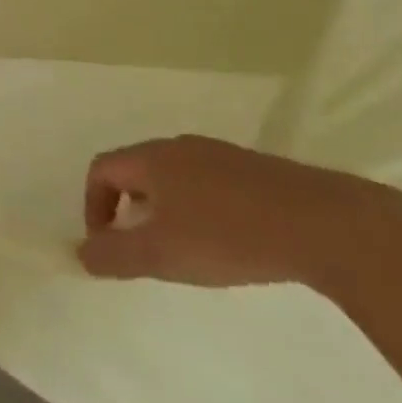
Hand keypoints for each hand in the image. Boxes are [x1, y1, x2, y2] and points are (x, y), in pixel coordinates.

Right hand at [77, 134, 401, 288]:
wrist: (321, 223)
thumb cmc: (228, 235)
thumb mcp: (163, 254)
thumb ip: (116, 255)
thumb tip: (80, 253)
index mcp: (152, 158)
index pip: (102, 169)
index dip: (93, 206)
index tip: (108, 247)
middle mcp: (178, 146)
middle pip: (136, 170)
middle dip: (129, 210)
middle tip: (144, 252)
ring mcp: (218, 154)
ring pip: (173, 177)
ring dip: (164, 211)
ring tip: (186, 252)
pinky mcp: (251, 169)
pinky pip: (207, 183)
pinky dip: (198, 209)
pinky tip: (227, 242)